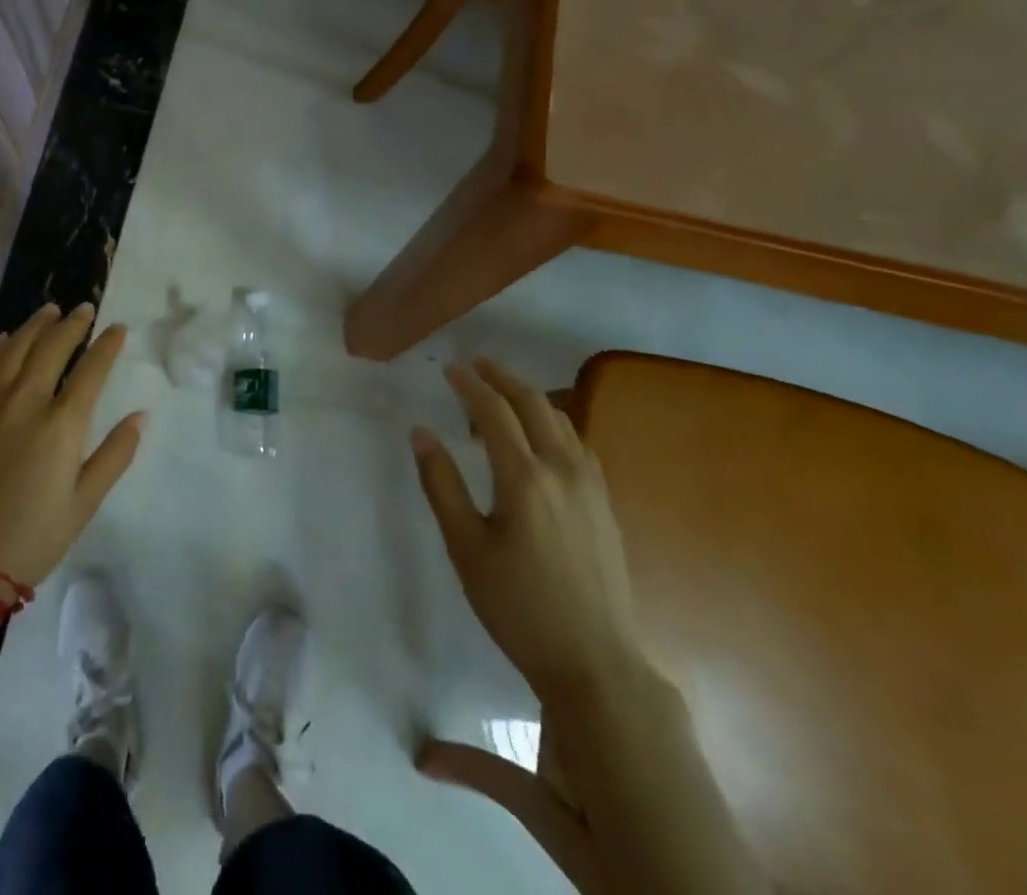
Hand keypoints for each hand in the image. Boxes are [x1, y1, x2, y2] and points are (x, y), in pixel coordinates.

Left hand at [0, 303, 144, 589]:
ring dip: (36, 326)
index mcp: (61, 425)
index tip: (118, 328)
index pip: (91, 370)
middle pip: (52, 348)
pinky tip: (6, 339)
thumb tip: (140, 416)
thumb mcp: (83, 504)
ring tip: (50, 311)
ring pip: (15, 348)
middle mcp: (25, 402)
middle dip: (73, 324)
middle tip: (85, 308)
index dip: (107, 345)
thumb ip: (114, 455)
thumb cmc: (30, 540)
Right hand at [412, 360, 642, 700]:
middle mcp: (562, 469)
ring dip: (529, 396)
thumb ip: (441, 484)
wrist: (595, 663)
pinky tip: (542, 435)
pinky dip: (554, 422)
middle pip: (533, 403)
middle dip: (502, 378)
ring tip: (502, 393)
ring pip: (561, 419)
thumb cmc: (518, 607)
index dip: (469, 384)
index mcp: (524, 478)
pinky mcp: (605, 503)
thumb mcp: (465, 548)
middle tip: (475, 364)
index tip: (448, 368)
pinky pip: (577, 442)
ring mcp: (591, 485)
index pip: (493, 411)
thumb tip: (421, 433)